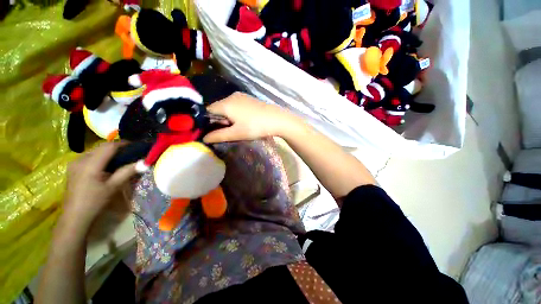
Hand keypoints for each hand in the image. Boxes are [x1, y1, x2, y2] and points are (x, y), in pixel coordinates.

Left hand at [61, 142, 136, 235]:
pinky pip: (89, 157)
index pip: (109, 146)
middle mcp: (80, 159)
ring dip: (108, 152)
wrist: (75, 216)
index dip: (123, 144)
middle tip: (130, 153)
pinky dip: (100, 157)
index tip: (136, 146)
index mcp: (90, 164)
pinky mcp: (73, 168)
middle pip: (101, 147)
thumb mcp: (113, 187)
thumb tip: (144, 162)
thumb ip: (127, 172)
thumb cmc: (94, 202)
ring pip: (95, 151)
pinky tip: (106, 165)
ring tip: (120, 159)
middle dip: (116, 148)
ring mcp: (74, 163)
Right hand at [203, 92, 302, 142]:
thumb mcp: (236, 133)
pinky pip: (236, 105)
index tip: (216, 132)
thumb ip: (218, 136)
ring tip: (238, 127)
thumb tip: (203, 138)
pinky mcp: (249, 99)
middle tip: (229, 131)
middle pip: (218, 108)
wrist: (277, 120)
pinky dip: (235, 113)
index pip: (208, 111)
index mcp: (225, 103)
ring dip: (228, 118)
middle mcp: (231, 96)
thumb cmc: (255, 127)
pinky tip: (245, 121)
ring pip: (227, 107)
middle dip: (219, 120)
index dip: (208, 122)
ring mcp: (241, 96)